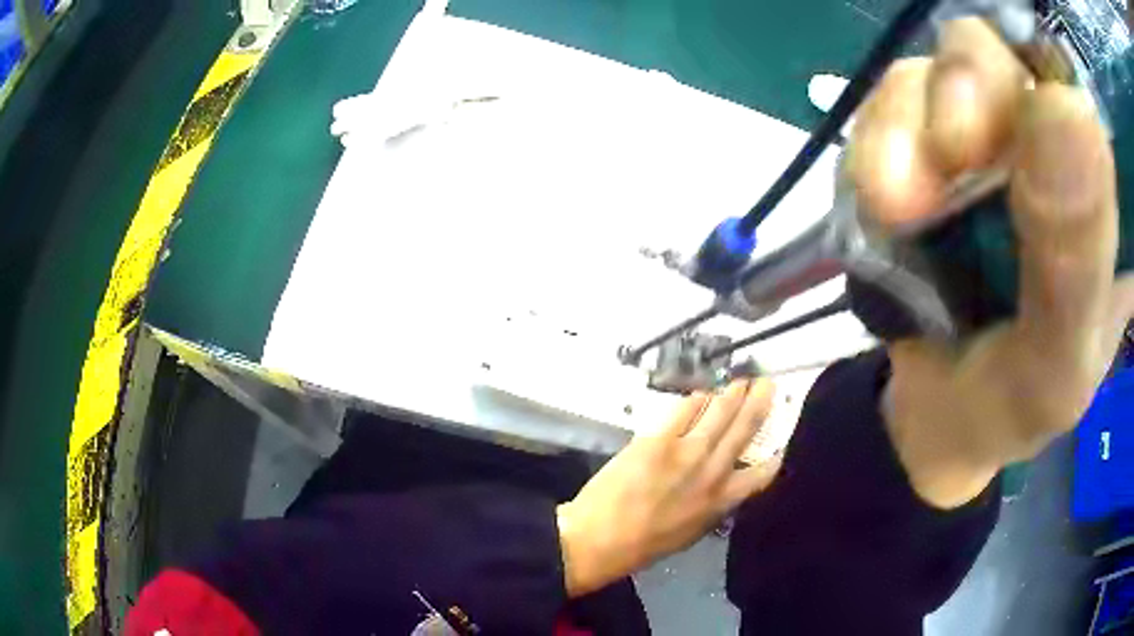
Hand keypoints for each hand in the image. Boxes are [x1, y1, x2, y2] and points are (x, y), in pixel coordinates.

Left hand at [556, 379, 779, 596]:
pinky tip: (699, 394)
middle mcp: (713, 471)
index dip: (777, 453)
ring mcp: (687, 452)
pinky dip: (695, 399)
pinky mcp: (659, 439)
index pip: (764, 472)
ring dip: (732, 394)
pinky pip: (685, 409)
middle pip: (745, 428)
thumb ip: (713, 505)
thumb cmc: (646, 543)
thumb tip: (724, 486)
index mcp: (722, 500)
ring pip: (719, 411)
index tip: (784, 438)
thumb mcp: (693, 531)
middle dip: (759, 402)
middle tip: (766, 384)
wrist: (601, 538)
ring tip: (739, 383)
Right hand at [847, 18, 1133, 507]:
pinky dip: (871, 151)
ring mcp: (969, 137)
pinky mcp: (911, 151)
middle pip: (992, 51)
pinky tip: (883, 212)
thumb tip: (1070, 108)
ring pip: (929, 72)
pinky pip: (879, 114)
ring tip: (897, 212)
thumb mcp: (1060, 361)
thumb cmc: (1018, 403)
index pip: (1069, 84)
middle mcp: (1035, 139)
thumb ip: (1076, 259)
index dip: (1042, 78)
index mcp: (1091, 185)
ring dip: (903, 128)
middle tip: (951, 157)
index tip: (1027, 125)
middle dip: (964, 87)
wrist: (942, 418)